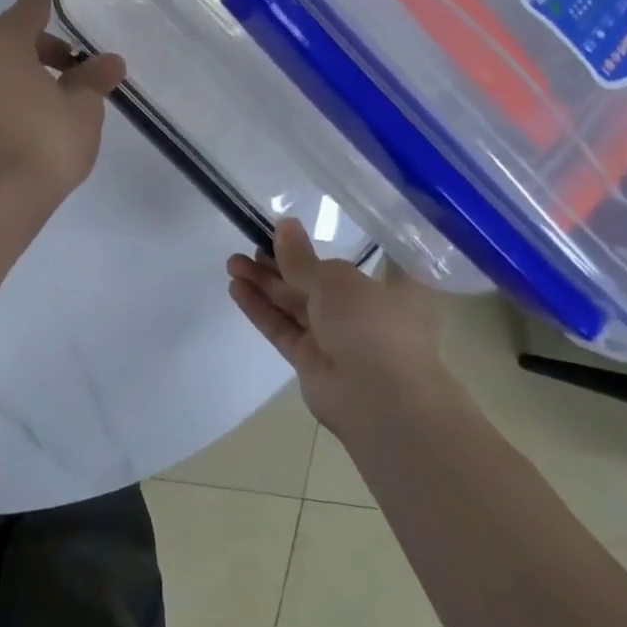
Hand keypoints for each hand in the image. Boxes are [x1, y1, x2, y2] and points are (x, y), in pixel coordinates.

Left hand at [0, 0, 126, 217]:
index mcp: (3, 42)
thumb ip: (93, 79)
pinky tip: (27, 120)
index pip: (28, 3)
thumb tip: (109, 62)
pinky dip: (6, 92)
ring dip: (25, 70)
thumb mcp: (82, 109)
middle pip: (12, 36)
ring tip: (55, 98)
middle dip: (44, 45)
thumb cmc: (44, 144)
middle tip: (75, 68)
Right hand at [228, 219, 449, 438]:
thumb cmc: (372, 325)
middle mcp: (367, 312)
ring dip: (265, 283)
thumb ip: (301, 257)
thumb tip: (284, 225)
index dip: (338, 245)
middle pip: (318, 282)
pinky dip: (260, 309)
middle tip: (252, 243)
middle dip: (283, 263)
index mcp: (393, 289)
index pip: (371, 259)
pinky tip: (236, 288)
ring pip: (295, 305)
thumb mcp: (336, 280)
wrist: (379, 401)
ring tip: (233, 263)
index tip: (306, 231)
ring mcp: (338, 339)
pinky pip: (283, 328)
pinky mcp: (312, 361)